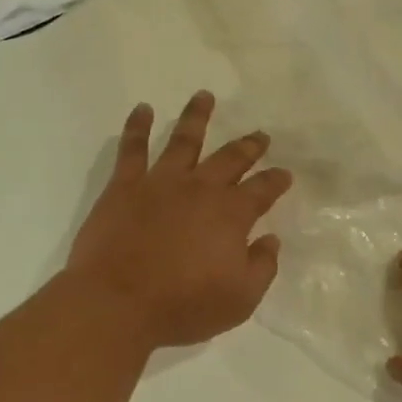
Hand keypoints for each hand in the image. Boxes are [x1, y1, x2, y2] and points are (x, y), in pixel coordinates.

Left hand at [66, 92, 292, 349]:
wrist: (117, 304)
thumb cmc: (183, 306)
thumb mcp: (240, 299)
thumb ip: (262, 267)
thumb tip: (270, 240)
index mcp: (232, 214)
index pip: (263, 189)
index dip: (276, 180)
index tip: (285, 174)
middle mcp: (200, 189)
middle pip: (230, 158)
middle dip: (248, 146)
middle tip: (260, 135)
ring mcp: (161, 183)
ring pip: (184, 140)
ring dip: (197, 116)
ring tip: (205, 96)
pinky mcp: (124, 187)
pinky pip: (132, 148)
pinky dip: (138, 127)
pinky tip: (143, 109)